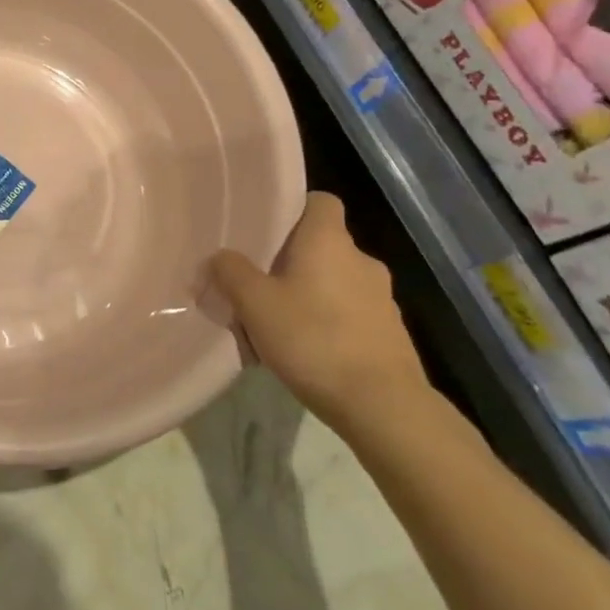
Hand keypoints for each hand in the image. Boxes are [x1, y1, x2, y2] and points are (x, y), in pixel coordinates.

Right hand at [211, 192, 429, 436]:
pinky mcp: (391, 334)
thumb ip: (231, 272)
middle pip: (323, 245)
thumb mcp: (255, 304)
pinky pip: (351, 315)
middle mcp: (361, 260)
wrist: (383, 407)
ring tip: (279, 324)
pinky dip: (330, 324)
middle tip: (260, 283)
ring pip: (337, 282)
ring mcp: (382, 299)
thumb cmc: (314, 340)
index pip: (320, 201)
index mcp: (329, 241)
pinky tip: (307, 352)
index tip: (268, 230)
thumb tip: (219, 257)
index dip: (295, 209)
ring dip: (311, 295)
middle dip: (293, 260)